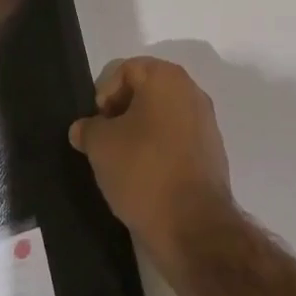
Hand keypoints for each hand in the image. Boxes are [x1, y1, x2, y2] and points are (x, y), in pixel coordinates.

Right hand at [69, 57, 234, 270]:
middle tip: (106, 142)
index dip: (106, 93)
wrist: (193, 226)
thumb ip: (88, 129)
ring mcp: (205, 122)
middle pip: (147, 90)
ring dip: (141, 133)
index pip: (127, 70)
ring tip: (124, 163)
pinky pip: (178, 140)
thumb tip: (83, 128)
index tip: (97, 125)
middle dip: (123, 112)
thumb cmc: (144, 170)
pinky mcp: (212, 152)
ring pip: (163, 116)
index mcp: (166, 78)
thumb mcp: (101, 146)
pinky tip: (147, 178)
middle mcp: (191, 91)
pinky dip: (160, 150)